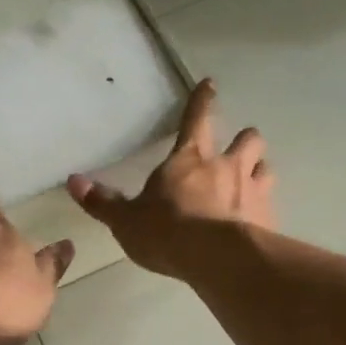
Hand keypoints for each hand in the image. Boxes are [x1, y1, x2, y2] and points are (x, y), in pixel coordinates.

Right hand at [66, 78, 276, 277]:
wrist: (216, 259)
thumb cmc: (167, 232)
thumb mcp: (126, 220)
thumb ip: (103, 201)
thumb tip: (74, 181)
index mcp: (190, 159)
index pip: (197, 118)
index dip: (203, 100)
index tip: (211, 84)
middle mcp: (227, 167)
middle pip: (248, 138)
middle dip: (244, 139)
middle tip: (238, 149)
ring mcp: (253, 191)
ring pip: (266, 167)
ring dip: (259, 170)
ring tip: (252, 181)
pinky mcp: (269, 218)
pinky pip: (271, 205)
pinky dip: (264, 208)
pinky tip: (258, 222)